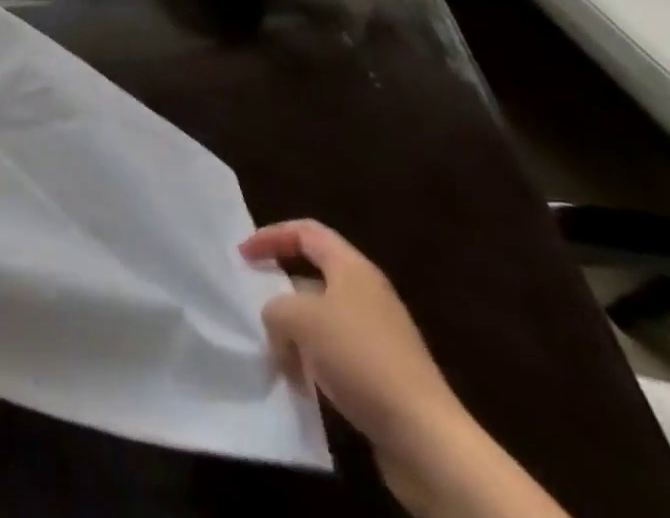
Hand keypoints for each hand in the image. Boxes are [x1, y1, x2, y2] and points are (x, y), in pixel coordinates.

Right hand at [241, 221, 469, 500]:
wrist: (426, 438)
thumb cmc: (359, 358)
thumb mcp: (298, 319)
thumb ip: (274, 308)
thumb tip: (276, 323)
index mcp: (352, 268)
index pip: (305, 232)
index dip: (270, 236)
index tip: (243, 256)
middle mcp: (368, 294)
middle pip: (313, 275)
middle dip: (280, 288)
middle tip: (254, 301)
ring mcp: (379, 336)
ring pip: (322, 318)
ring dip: (295, 330)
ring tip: (273, 349)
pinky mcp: (383, 373)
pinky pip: (336, 353)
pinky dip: (313, 360)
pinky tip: (301, 380)